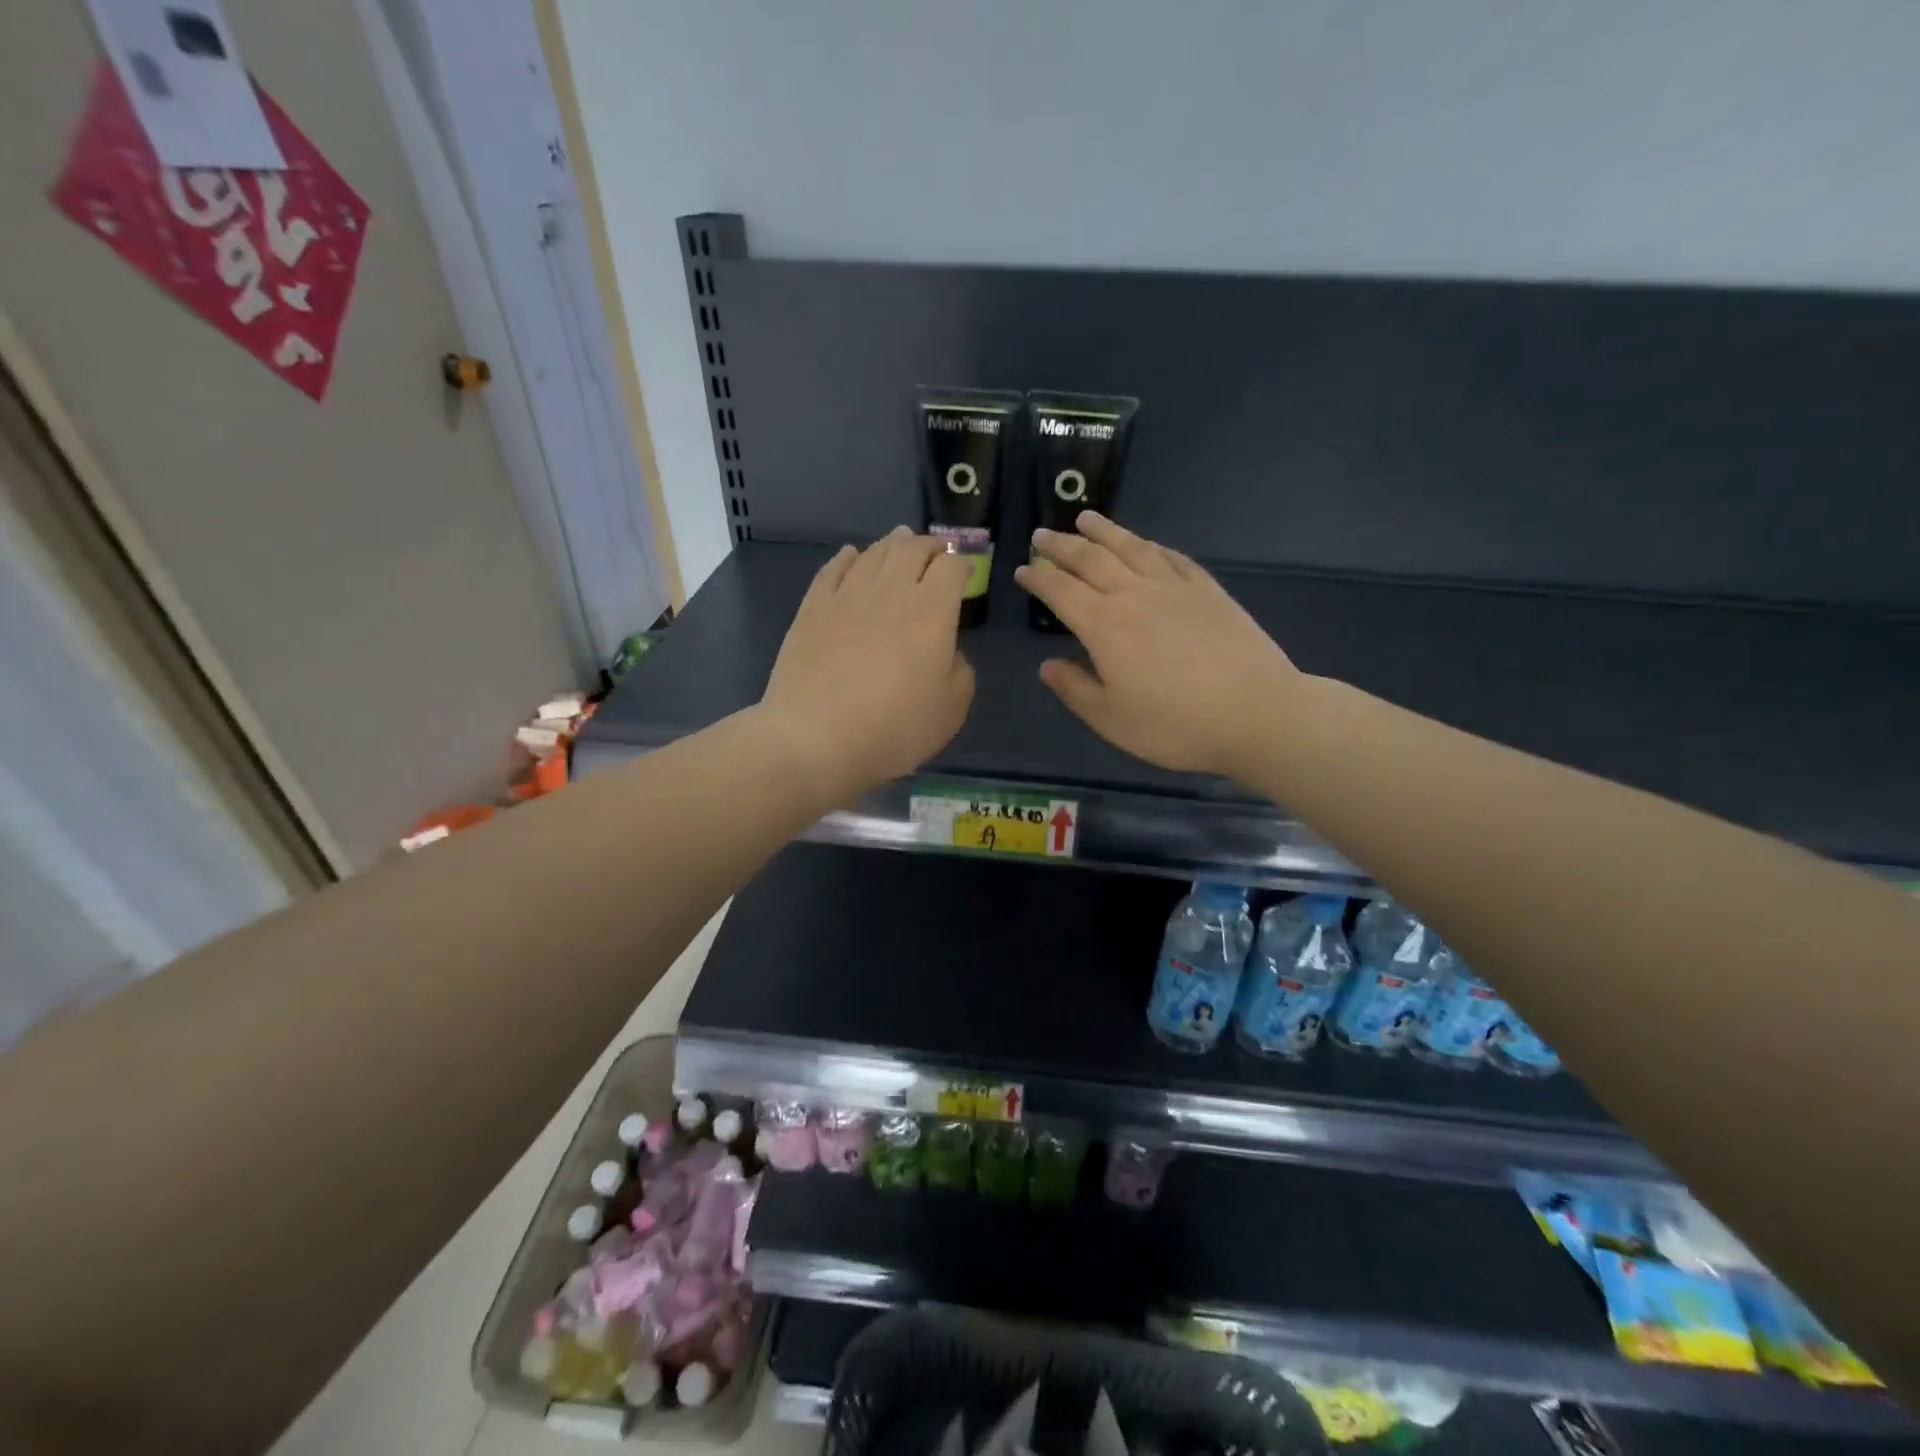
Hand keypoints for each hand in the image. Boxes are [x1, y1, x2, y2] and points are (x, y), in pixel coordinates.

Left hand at [761, 528, 974, 801]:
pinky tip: (852, 555)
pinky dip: (848, 557)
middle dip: (931, 546)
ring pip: (874, 553)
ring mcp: (847, 595)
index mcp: (932, 611)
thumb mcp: (951, 711)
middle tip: (937, 551)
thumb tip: (948, 651)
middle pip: (913, 549)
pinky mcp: (813, 607)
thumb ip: (960, 671)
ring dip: (893, 544)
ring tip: (901, 541)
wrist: (815, 739)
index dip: (963, 565)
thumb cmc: (893, 730)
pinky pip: (834, 568)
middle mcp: (891, 591)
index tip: (965, 575)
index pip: (953, 567)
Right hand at [1013, 512, 1303, 777]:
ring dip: (1104, 532)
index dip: (1038, 578)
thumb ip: (1074, 689)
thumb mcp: (1110, 719)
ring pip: (1131, 548)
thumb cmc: (1174, 724)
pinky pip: (1173, 558)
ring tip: (1086, 518)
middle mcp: (1134, 595)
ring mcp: (1175, 588)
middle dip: (1062, 545)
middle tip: (1042, 534)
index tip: (1022, 568)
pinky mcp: (1209, 591)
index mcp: (1104, 625)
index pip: (1060, 591)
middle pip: (1091, 560)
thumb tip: (1048, 665)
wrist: (1255, 713)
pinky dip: (1151, 546)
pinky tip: (1146, 543)